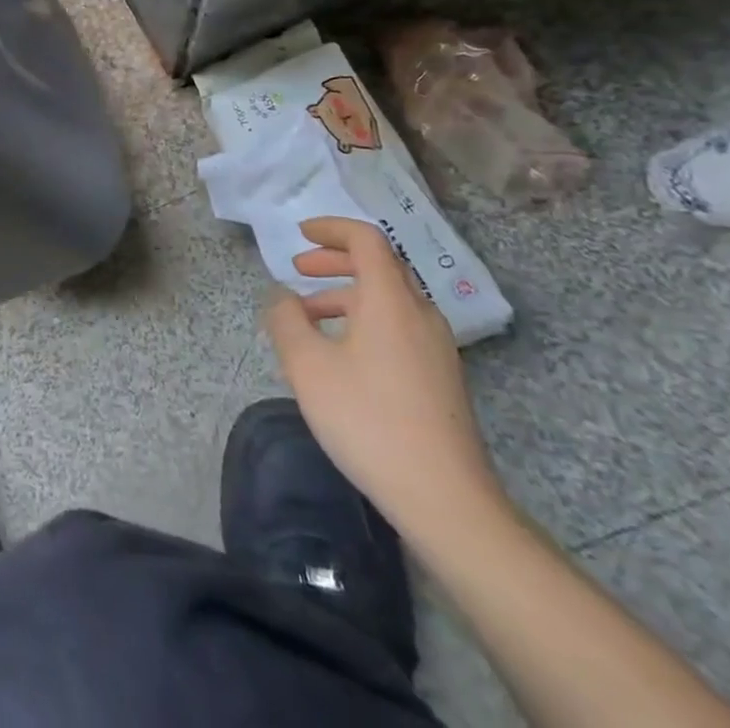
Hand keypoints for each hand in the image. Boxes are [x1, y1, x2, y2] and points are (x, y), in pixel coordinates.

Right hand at [264, 217, 506, 538]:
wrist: (446, 500)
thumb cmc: (368, 421)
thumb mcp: (307, 366)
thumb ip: (287, 320)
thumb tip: (284, 298)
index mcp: (391, 301)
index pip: (366, 241)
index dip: (332, 229)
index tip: (301, 234)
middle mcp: (420, 315)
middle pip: (381, 266)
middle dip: (336, 261)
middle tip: (299, 269)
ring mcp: (436, 349)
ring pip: (389, 300)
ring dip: (346, 294)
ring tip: (309, 318)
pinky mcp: (441, 379)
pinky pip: (398, 328)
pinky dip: (364, 321)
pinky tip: (340, 356)